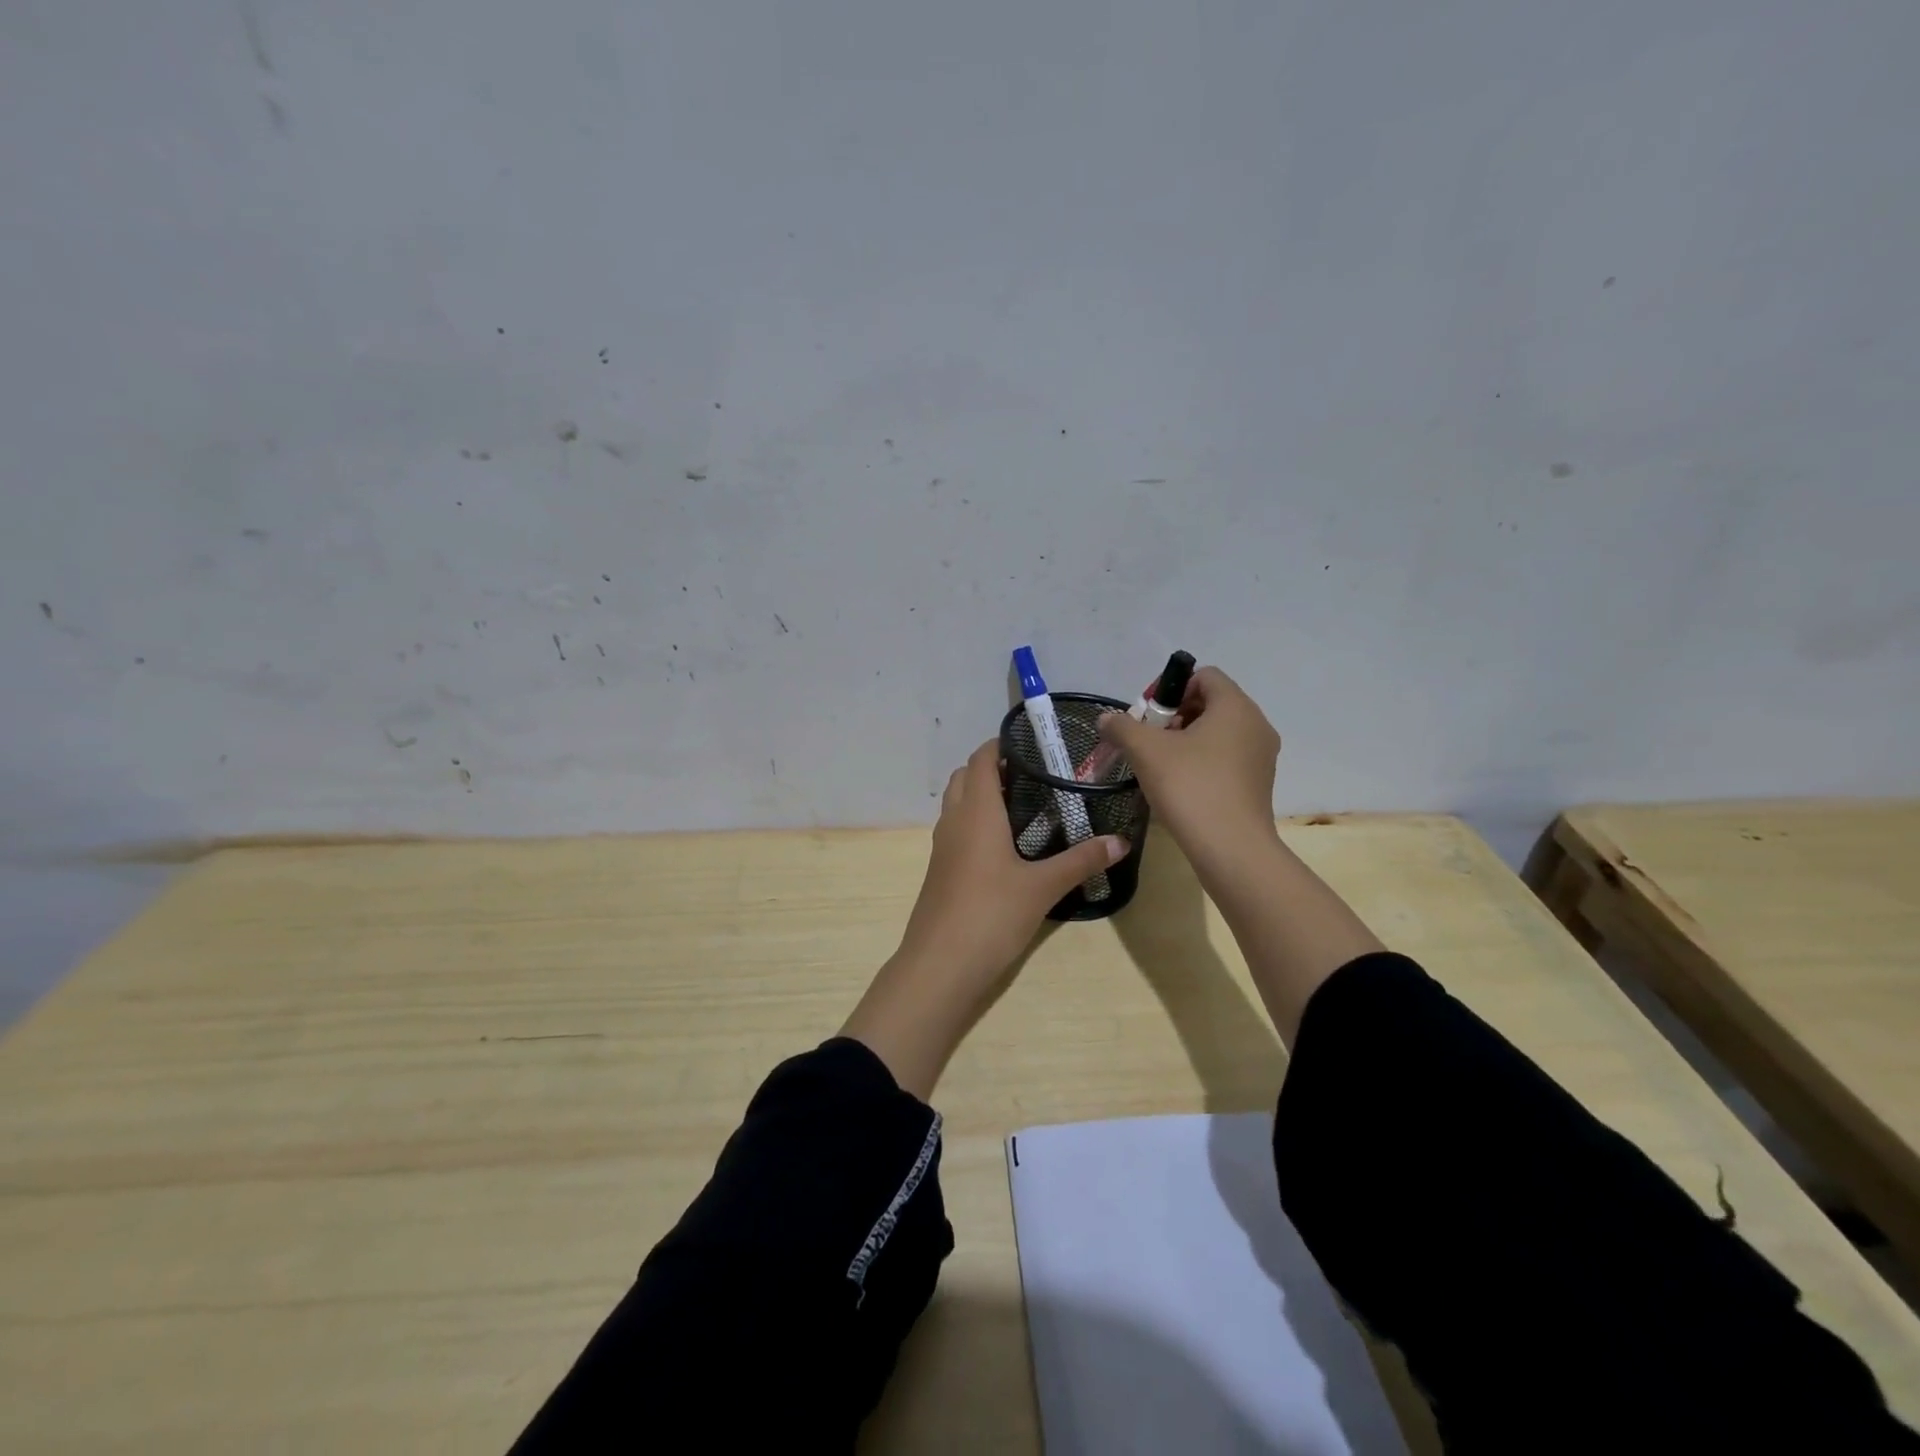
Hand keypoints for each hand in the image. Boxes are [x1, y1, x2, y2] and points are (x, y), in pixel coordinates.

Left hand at [841, 739, 1127, 1098]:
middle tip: (1034, 774)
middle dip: (994, 767)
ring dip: (983, 793)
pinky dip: (976, 820)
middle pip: (966, 776)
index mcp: (976, 811)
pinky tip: (1006, 843)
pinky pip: (956, 828)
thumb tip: (1121, 842)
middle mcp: (954, 820)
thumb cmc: (990, 914)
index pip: (982, 759)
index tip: (1033, 743)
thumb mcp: (1043, 887)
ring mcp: (943, 846)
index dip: (1002, 744)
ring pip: (958, 802)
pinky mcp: (941, 869)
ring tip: (1025, 804)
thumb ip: (1081, 861)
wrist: (940, 965)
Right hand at [1096, 666, 1281, 875]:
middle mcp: (1256, 724)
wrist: (1230, 849)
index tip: (1149, 717)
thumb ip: (1122, 727)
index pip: (1205, 676)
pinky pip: (1227, 759)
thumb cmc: (1190, 787)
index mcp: (1235, 707)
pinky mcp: (1259, 784)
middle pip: (1211, 704)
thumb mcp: (1145, 751)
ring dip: (1187, 741)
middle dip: (1175, 717)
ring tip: (1161, 766)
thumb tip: (1106, 719)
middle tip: (1150, 741)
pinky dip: (1203, 763)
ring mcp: (1262, 756)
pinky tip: (1181, 787)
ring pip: (1219, 733)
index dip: (1171, 689)